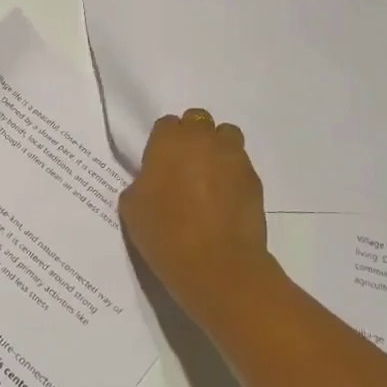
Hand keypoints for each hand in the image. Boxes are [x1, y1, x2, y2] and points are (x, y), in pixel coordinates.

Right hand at [118, 108, 272, 325]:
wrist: (216, 265)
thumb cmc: (165, 234)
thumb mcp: (132, 207)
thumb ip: (142, 183)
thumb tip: (154, 181)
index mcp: (169, 141)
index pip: (166, 124)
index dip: (162, 143)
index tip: (159, 165)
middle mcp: (203, 139)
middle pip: (198, 121)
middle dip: (191, 137)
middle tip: (183, 167)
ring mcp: (233, 157)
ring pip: (226, 136)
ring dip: (216, 148)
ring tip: (208, 176)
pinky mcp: (254, 179)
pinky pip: (240, 165)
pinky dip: (232, 174)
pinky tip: (224, 200)